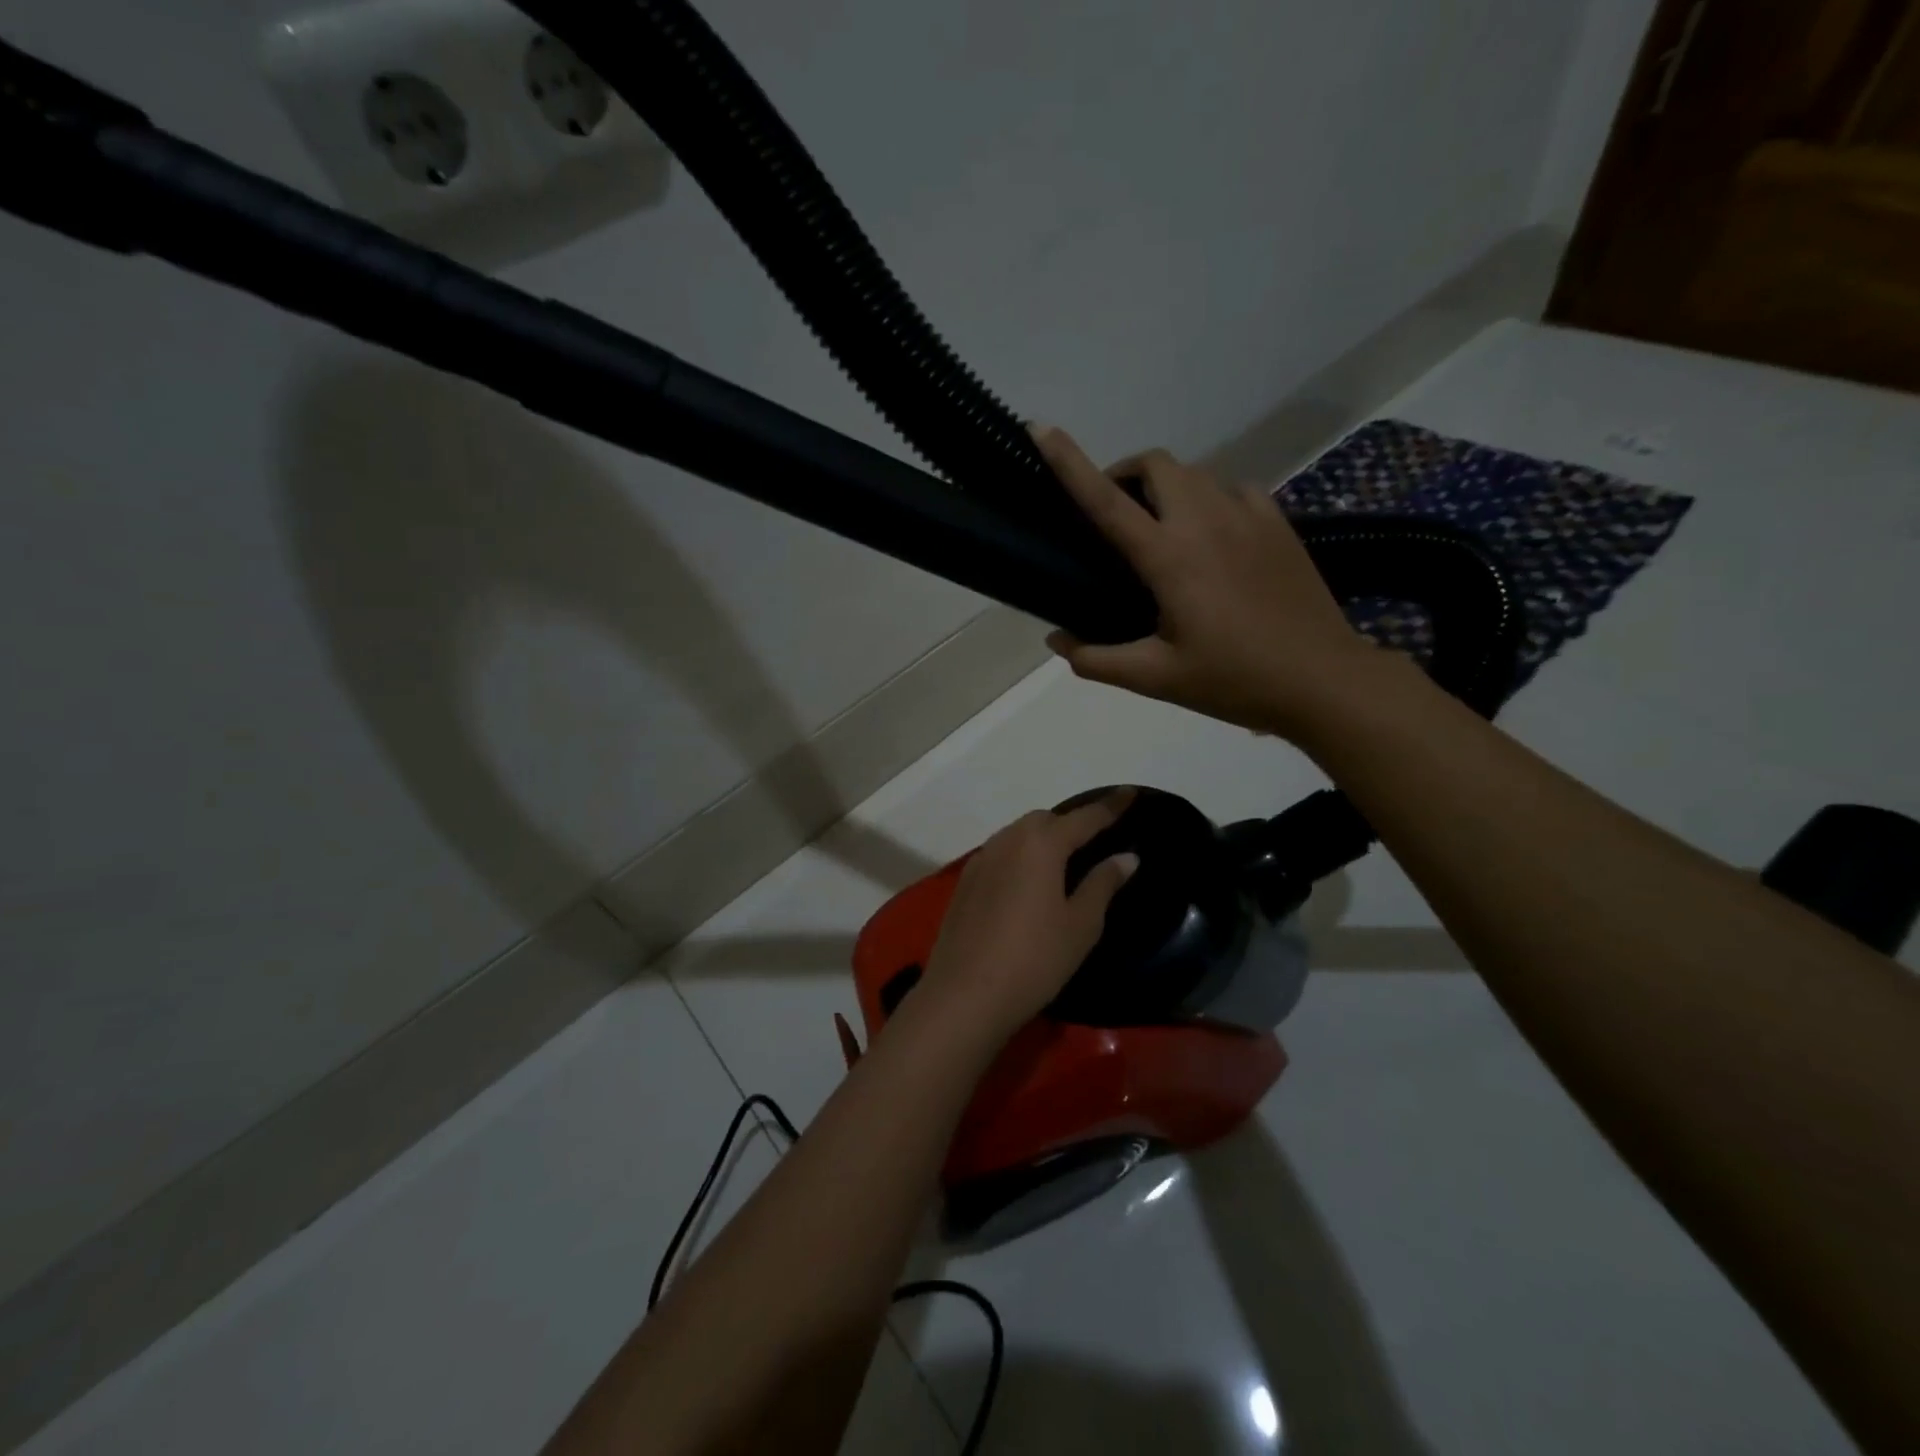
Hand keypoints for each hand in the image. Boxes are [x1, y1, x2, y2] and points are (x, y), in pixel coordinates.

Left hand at [915, 791, 1139, 1046]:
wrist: (964, 994)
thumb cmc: (1034, 959)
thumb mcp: (1080, 925)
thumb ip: (1103, 883)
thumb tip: (1126, 856)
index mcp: (1041, 844)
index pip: (1085, 817)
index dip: (1111, 806)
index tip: (1130, 793)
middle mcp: (1008, 840)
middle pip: (1046, 820)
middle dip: (1072, 823)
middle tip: (1096, 839)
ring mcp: (981, 860)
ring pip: (1018, 834)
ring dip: (1043, 838)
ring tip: (1065, 860)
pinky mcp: (965, 882)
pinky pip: (1001, 853)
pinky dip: (1021, 855)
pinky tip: (1028, 881)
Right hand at [1031, 424, 1384, 739]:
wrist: (1323, 680)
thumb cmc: (1233, 681)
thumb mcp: (1156, 679)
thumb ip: (1098, 659)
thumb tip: (1057, 641)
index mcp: (1169, 557)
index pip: (1106, 500)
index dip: (1069, 461)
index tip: (1041, 429)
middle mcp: (1205, 521)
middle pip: (1156, 462)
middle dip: (1126, 472)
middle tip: (1116, 513)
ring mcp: (1248, 515)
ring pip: (1196, 473)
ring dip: (1167, 487)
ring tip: (1162, 528)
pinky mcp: (1278, 523)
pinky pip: (1233, 489)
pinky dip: (1209, 498)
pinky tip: (1213, 535)